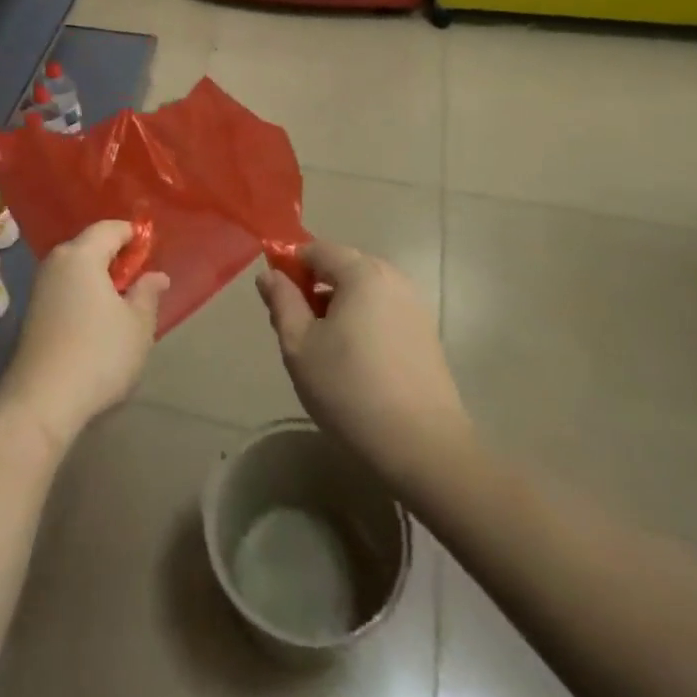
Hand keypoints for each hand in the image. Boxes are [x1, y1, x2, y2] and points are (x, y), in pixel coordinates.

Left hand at [0, 220, 168, 455]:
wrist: (41, 401)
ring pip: (77, 269)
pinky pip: (66, 289)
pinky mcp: (33, 312)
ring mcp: (40, 287)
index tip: (153, 254)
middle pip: (90, 246)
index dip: (134, 236)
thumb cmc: (99, 354)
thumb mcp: (138, 324)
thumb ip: (148, 293)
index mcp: (81, 254)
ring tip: (123, 306)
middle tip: (141, 282)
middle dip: (117, 258)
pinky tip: (98, 322)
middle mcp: (56, 262)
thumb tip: (156, 275)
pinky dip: (84, 295)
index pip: (110, 228)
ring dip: (100, 280)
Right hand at [257, 240, 468, 490]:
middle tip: (296, 329)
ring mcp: (414, 306)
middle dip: (314, 287)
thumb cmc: (350, 390)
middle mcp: (393, 278)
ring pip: (363, 292)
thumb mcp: (299, 345)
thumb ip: (282, 302)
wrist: (424, 448)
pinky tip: (355, 363)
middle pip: (342, 266)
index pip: (316, 249)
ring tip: (324, 350)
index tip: (276, 300)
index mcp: (362, 272)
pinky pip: (383, 312)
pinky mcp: (426, 334)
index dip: (290, 266)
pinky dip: (362, 323)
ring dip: (338, 307)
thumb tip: (270, 274)